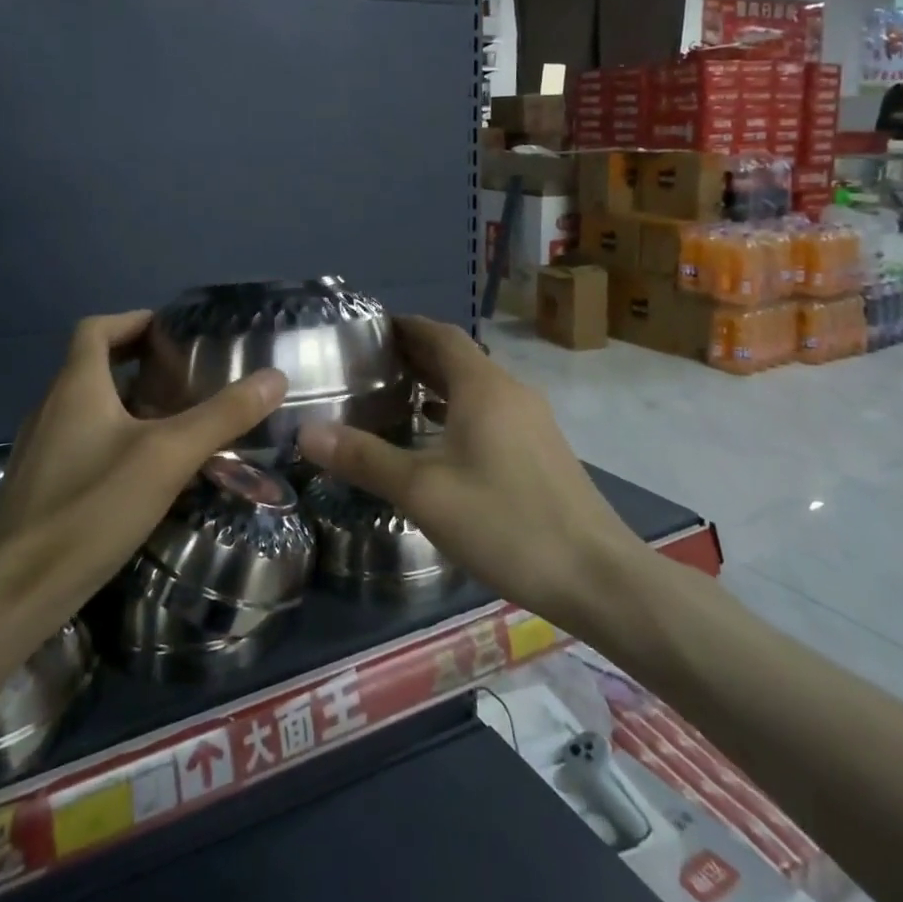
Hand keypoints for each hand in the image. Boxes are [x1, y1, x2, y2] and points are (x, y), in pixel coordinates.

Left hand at [0, 311, 287, 612]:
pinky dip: (112, 438)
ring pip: (87, 407)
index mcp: (75, 386)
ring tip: (173, 421)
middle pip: (92, 366)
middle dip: (138, 363)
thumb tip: (275, 377)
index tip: (170, 332)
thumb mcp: (168, 457)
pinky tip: (142, 473)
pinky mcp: (39, 485)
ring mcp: (39, 449)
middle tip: (184, 378)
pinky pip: (80, 442)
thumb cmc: (92, 508)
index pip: (96, 329)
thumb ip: (223, 415)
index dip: (132, 321)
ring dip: (127, 402)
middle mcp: (51, 407)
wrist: (15, 594)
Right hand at [296, 316, 646, 628]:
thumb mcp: (424, 492)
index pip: (439, 334)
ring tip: (393, 394)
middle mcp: (510, 391)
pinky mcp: (540, 449)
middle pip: (457, 357)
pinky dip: (457, 409)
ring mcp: (531, 421)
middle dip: (414, 353)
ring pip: (474, 386)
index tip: (367, 328)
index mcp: (483, 386)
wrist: (597, 575)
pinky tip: (437, 438)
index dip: (404, 326)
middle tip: (367, 362)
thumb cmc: (506, 522)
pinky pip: (489, 411)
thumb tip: (306, 432)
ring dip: (436, 382)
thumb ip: (365, 459)